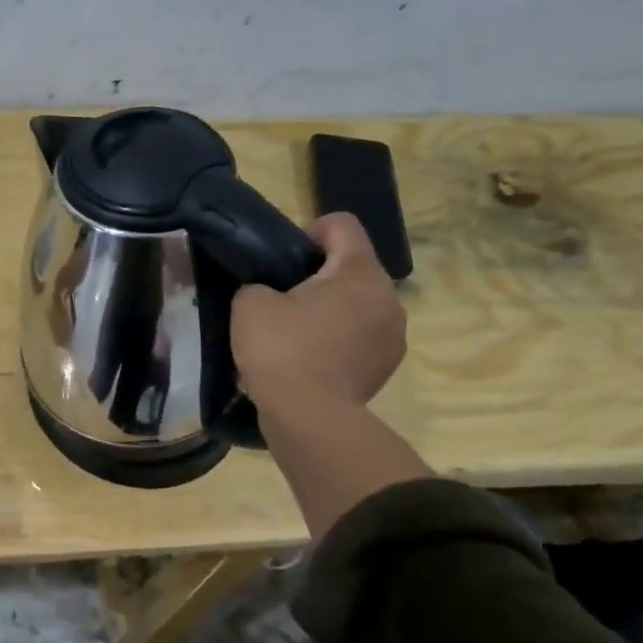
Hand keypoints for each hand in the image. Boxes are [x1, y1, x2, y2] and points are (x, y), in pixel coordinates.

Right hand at [231, 213, 405, 417]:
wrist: (308, 417)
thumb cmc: (280, 349)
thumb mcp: (249, 303)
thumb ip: (260, 284)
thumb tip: (271, 293)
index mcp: (358, 272)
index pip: (342, 225)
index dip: (310, 230)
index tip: (283, 258)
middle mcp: (388, 297)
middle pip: (354, 265)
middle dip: (320, 274)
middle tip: (282, 297)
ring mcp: (393, 334)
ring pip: (360, 302)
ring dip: (332, 307)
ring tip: (296, 331)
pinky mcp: (387, 365)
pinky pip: (361, 335)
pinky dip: (339, 337)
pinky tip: (310, 357)